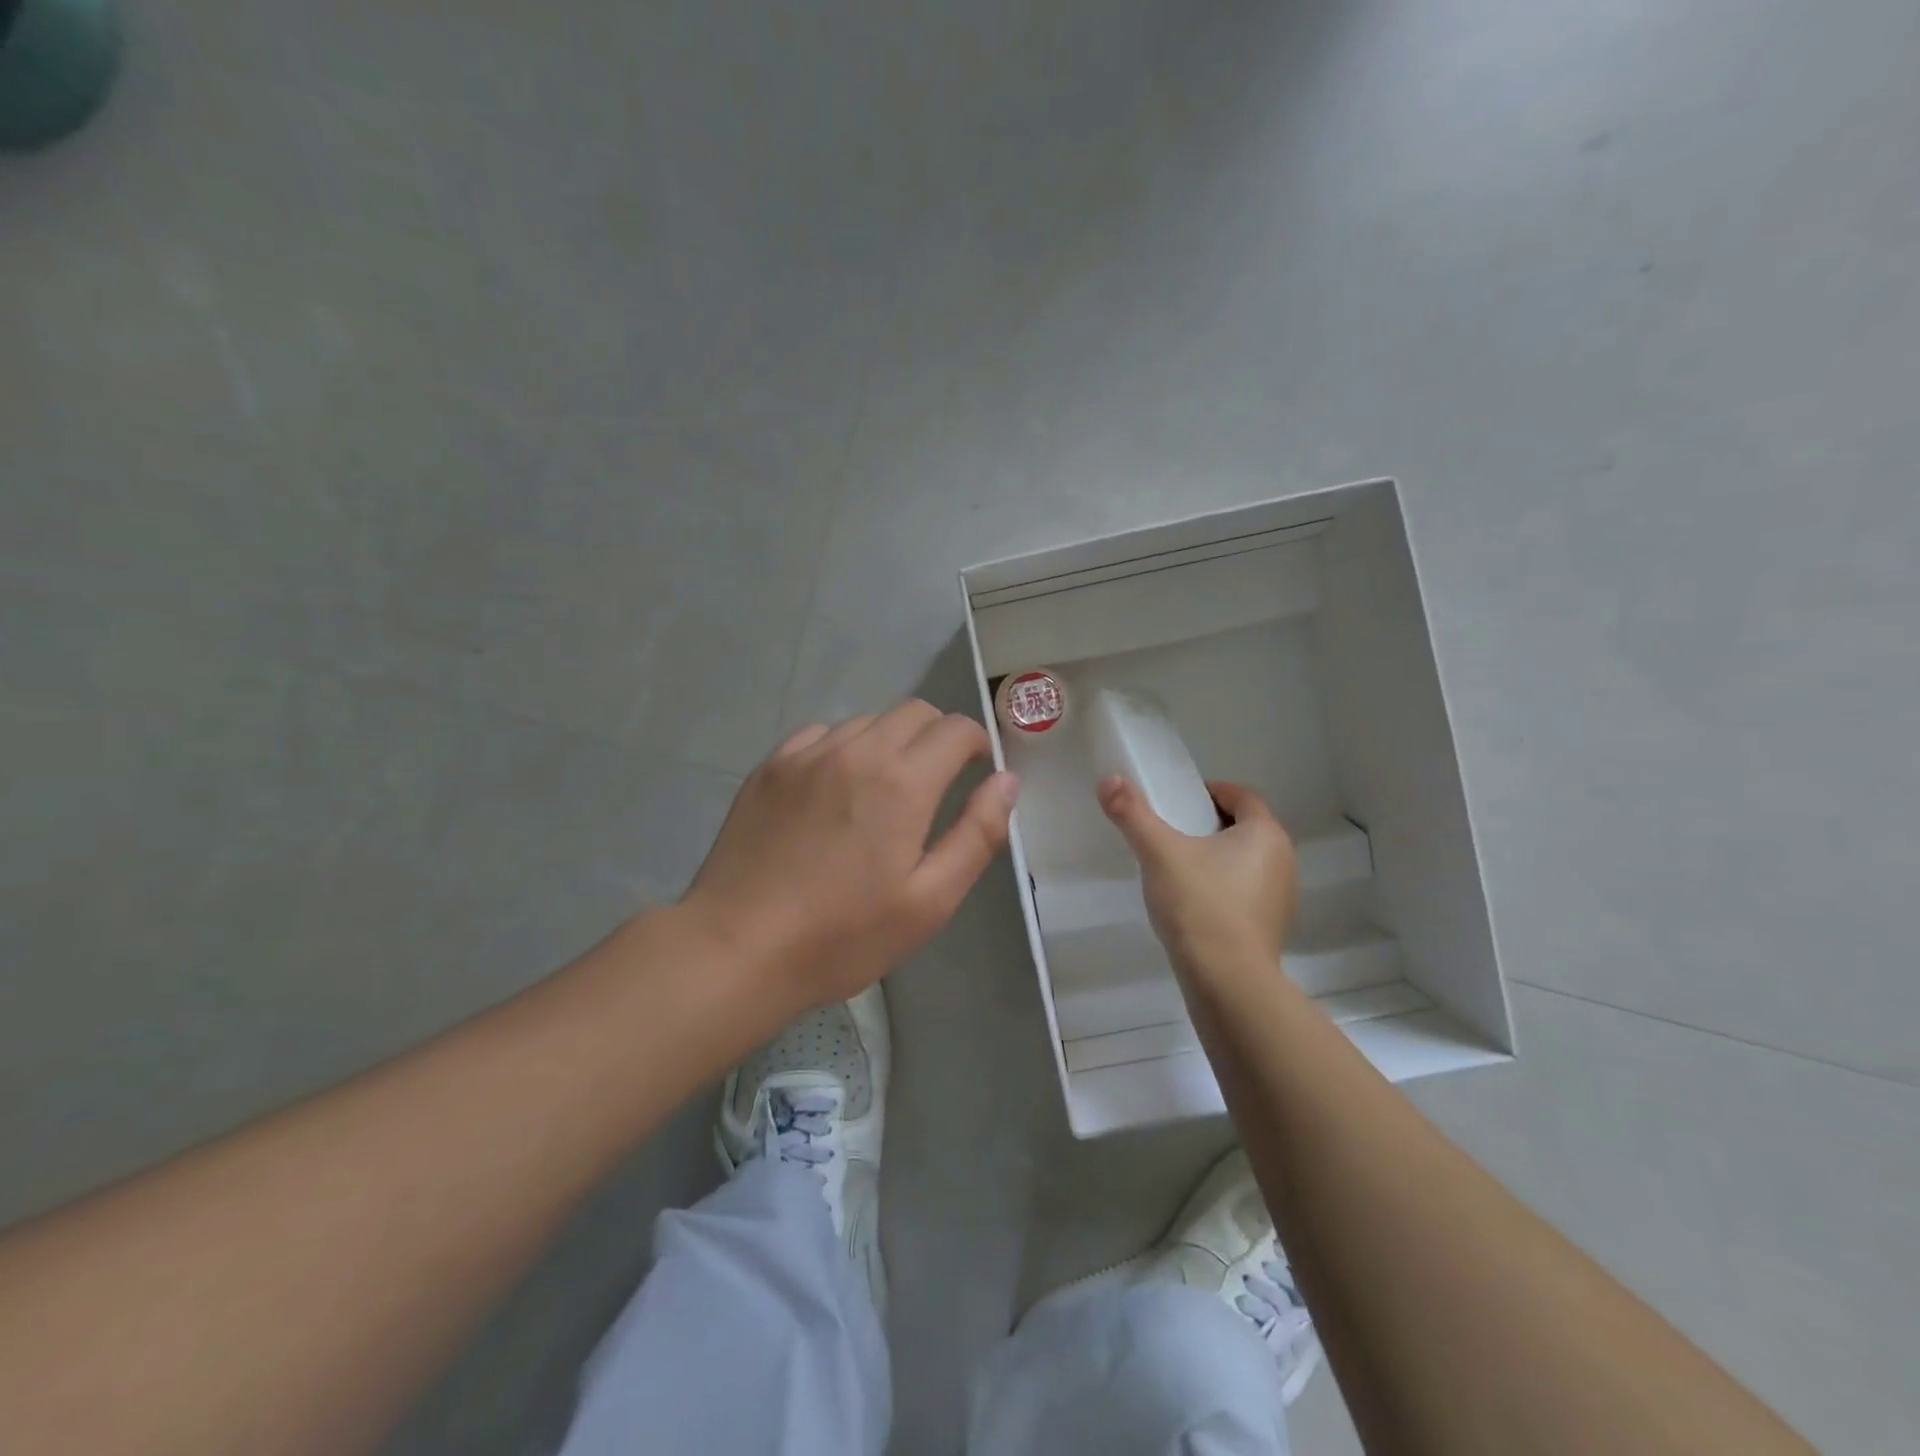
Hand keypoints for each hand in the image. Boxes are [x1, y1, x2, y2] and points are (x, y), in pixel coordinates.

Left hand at [683, 702, 1019, 1011]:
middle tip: (939, 778)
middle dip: (938, 735)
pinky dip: (843, 747)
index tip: (977, 769)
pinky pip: (820, 734)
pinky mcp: (770, 767)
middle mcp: (856, 751)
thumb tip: (1006, 781)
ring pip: (866, 721)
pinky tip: (836, 786)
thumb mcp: (930, 901)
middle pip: (913, 712)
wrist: (738, 946)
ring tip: (886, 787)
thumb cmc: (844, 934)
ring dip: (891, 740)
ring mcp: (806, 754)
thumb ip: (977, 834)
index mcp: (902, 782)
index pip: (955, 729)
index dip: (977, 743)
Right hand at [1097, 776, 1296, 974]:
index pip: (1242, 796)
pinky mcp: (1270, 929)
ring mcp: (1280, 898)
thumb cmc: (1199, 905)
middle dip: (1210, 825)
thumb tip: (1109, 779)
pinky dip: (1222, 888)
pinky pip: (1245, 893)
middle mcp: (1282, 861)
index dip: (1211, 792)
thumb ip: (1132, 813)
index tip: (1179, 800)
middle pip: (1245, 828)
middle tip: (1172, 832)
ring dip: (1217, 858)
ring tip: (1178, 869)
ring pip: (1246, 862)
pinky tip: (1192, 905)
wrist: (1227, 982)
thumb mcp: (1158, 852)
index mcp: (1265, 834)